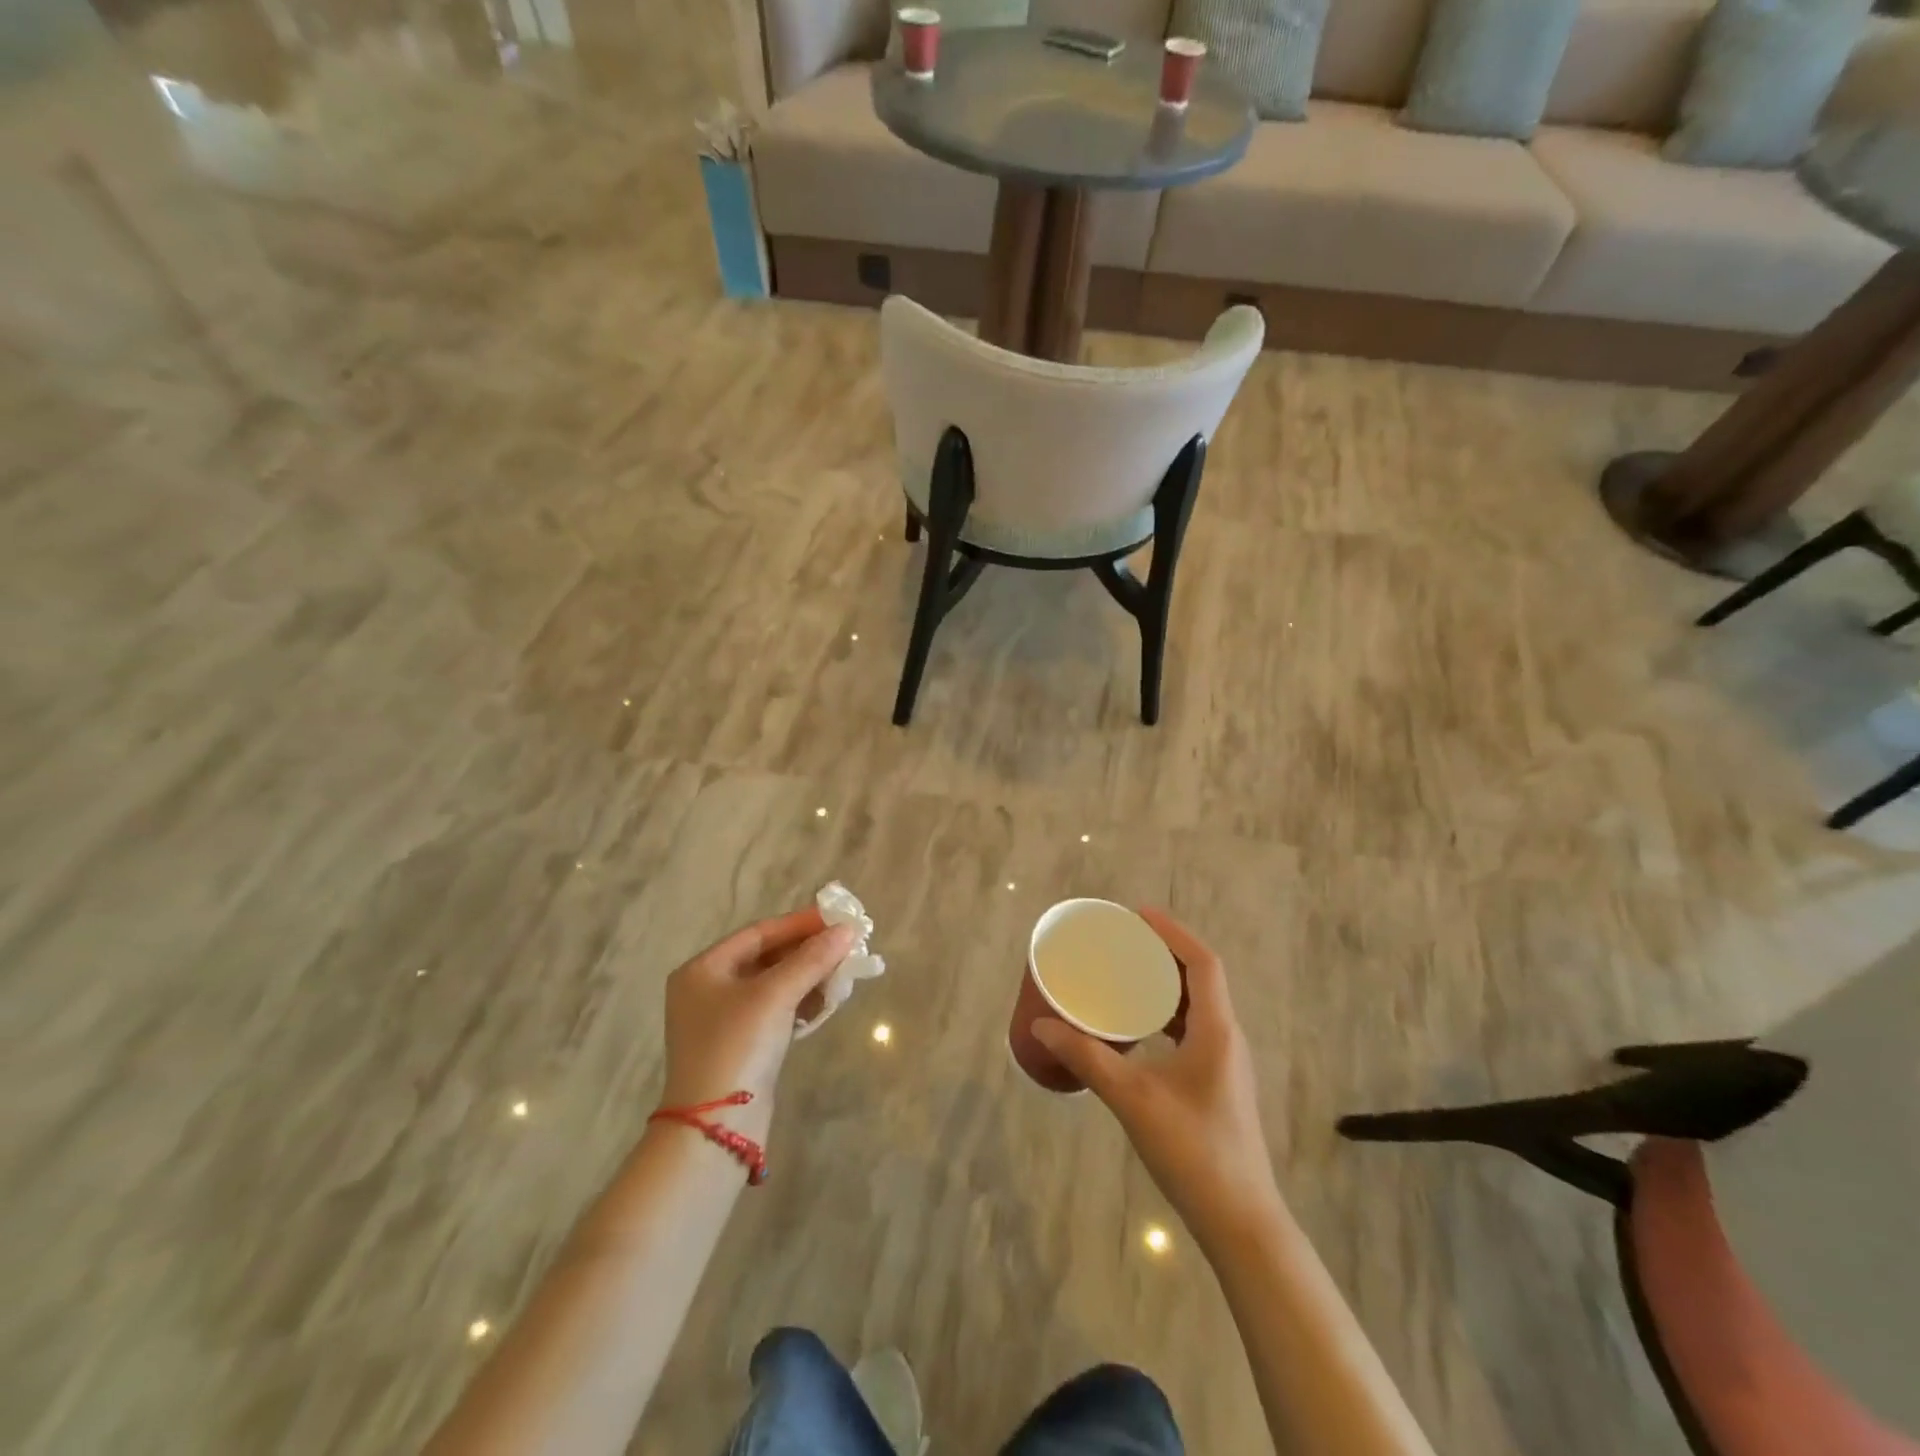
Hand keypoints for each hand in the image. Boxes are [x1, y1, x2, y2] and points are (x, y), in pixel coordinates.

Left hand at [659, 907, 858, 1141]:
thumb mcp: (775, 995)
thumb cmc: (737, 1046)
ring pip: (775, 985)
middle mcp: (708, 990)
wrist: (715, 1128)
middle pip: (767, 958)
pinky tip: (826, 1003)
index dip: (799, 924)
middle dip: (808, 953)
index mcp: (703, 969)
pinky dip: (800, 1003)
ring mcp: (724, 1021)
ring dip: (809, 978)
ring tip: (843, 974)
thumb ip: (812, 959)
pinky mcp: (741, 1046)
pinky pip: (775, 1011)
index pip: (759, 933)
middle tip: (846, 947)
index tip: (837, 919)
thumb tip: (847, 930)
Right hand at [1033, 908, 1282, 1246]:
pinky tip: (1140, 1026)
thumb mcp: (1132, 1099)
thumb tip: (1042, 1025)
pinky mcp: (1217, 1082)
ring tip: (1127, 974)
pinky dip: (1167, 1013)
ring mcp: (1225, 1062)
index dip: (1172, 932)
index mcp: (1217, 1030)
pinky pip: (1193, 1029)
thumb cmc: (1192, 1151)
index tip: (1138, 914)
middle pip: (1200, 978)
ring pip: (1197, 1005)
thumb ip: (1087, 1058)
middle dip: (1164, 952)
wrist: (1240, 1221)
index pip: (1202, 963)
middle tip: (1123, 941)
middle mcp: (1227, 1038)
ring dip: (1166, 983)